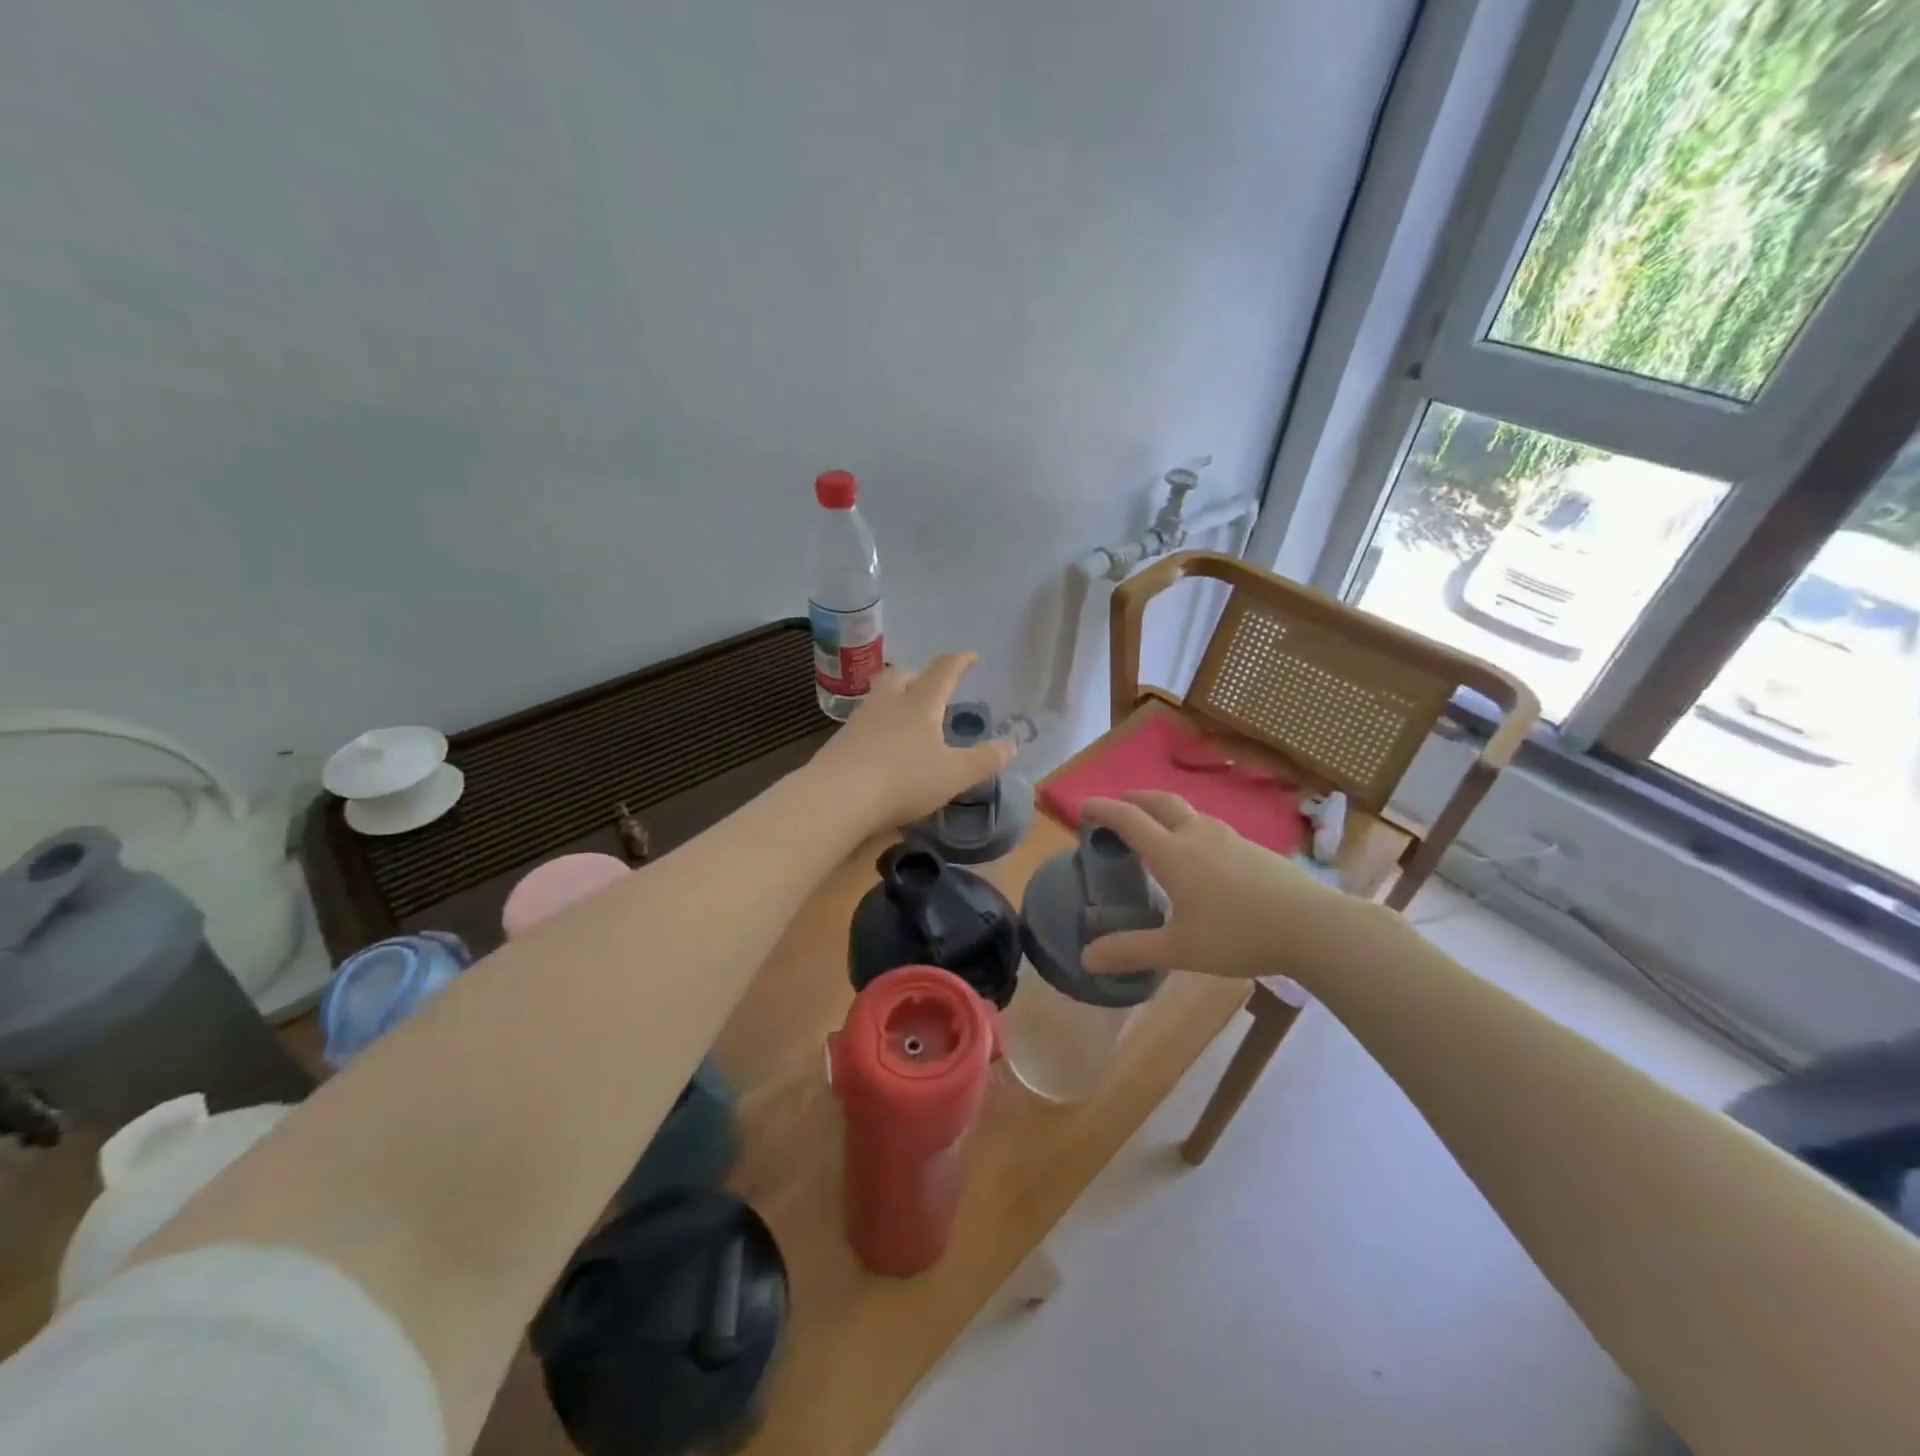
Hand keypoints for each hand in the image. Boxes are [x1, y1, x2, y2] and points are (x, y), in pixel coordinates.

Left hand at [808, 651, 1014, 831]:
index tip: (972, 656)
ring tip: (908, 718)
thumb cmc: (902, 779)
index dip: (960, 661)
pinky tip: (884, 746)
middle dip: (919, 677)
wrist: (836, 797)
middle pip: (902, 675)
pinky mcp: (840, 741)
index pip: (943, 670)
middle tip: (932, 689)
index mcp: (920, 703)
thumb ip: (984, 759)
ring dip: (896, 699)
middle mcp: (888, 702)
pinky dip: (880, 726)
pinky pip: (865, 722)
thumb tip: (1011, 744)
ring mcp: (860, 720)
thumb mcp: (954, 774)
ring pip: (880, 696)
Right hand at [1078, 791, 1390, 987]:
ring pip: (1189, 812)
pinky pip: (1210, 828)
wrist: (1312, 926)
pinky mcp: (1253, 849)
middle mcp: (1198, 835)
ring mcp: (1230, 838)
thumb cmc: (1238, 934)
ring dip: (1164, 812)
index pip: (1129, 820)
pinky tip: (1200, 857)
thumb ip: (1131, 951)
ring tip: (1156, 830)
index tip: (1083, 807)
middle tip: (1118, 806)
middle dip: (1134, 799)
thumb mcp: (1179, 949)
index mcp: (1173, 853)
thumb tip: (1086, 958)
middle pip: (1160, 802)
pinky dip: (1189, 828)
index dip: (1103, 810)